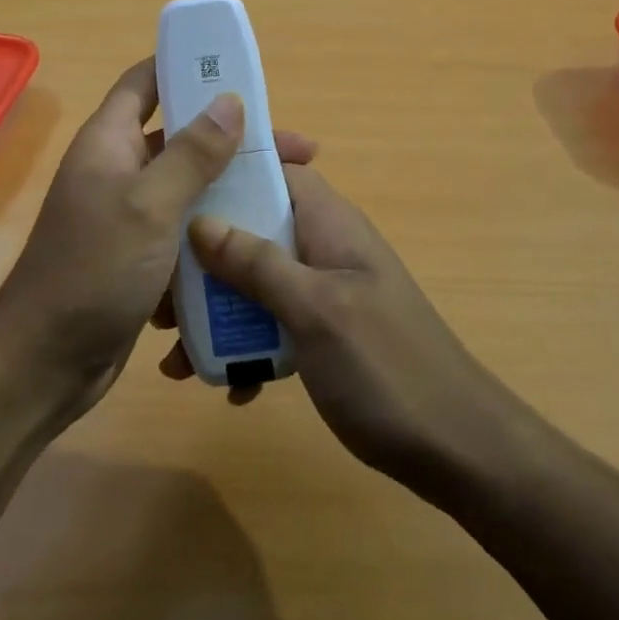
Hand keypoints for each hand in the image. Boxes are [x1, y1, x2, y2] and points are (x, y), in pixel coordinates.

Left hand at [0, 58, 317, 422]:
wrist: (47, 362)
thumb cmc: (95, 270)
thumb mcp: (149, 205)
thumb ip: (191, 153)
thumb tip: (229, 100)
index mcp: (108, 143)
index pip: (144, 83)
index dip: (184, 67)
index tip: (238, 70)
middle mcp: (117, 171)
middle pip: (180, 138)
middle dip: (233, 141)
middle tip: (294, 152)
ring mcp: (128, 216)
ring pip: (189, 189)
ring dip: (231, 191)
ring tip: (288, 199)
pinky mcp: (140, 256)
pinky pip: (185, 231)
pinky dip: (215, 232)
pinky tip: (257, 244)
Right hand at [166, 167, 515, 496]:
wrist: (457, 450)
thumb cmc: (387, 367)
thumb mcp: (316, 310)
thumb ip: (258, 263)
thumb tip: (199, 221)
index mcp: (329, 224)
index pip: (277, 169)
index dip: (230, 169)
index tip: (178, 187)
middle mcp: (323, 248)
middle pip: (252, 229)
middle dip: (203, 257)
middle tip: (162, 294)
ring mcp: (323, 292)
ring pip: (254, 281)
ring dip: (216, 310)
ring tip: (175, 351)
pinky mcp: (322, 334)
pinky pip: (270, 325)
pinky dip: (245, 348)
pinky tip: (228, 386)